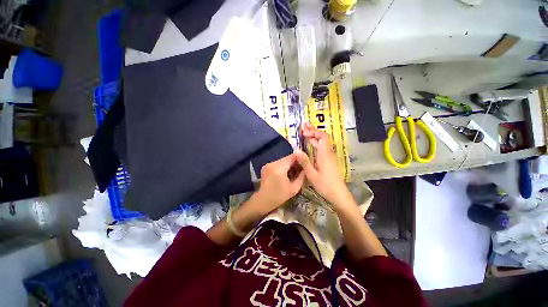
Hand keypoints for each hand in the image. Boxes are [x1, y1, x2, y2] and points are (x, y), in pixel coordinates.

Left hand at [254, 153, 305, 213]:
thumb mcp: (294, 188)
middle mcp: (273, 163)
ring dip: (289, 165)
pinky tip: (285, 174)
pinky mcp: (266, 166)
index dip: (300, 159)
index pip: (292, 157)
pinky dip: (283, 167)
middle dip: (295, 163)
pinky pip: (277, 164)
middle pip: (287, 158)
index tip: (305, 164)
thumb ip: (302, 177)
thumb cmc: (279, 196)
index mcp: (279, 168)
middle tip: (301, 170)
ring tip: (293, 173)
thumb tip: (306, 169)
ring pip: (283, 161)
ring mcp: (268, 164)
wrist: (263, 201)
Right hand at [294, 123, 353, 207]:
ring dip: (314, 136)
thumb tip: (296, 149)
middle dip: (312, 131)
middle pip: (322, 137)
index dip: (313, 132)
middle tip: (303, 125)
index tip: (304, 134)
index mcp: (325, 154)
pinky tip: (310, 144)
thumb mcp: (312, 174)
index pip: (322, 137)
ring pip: (322, 142)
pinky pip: (322, 148)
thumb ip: (304, 161)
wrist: (338, 194)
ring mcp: (329, 156)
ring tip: (305, 131)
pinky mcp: (329, 161)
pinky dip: (315, 143)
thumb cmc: (325, 185)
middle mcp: (328, 153)